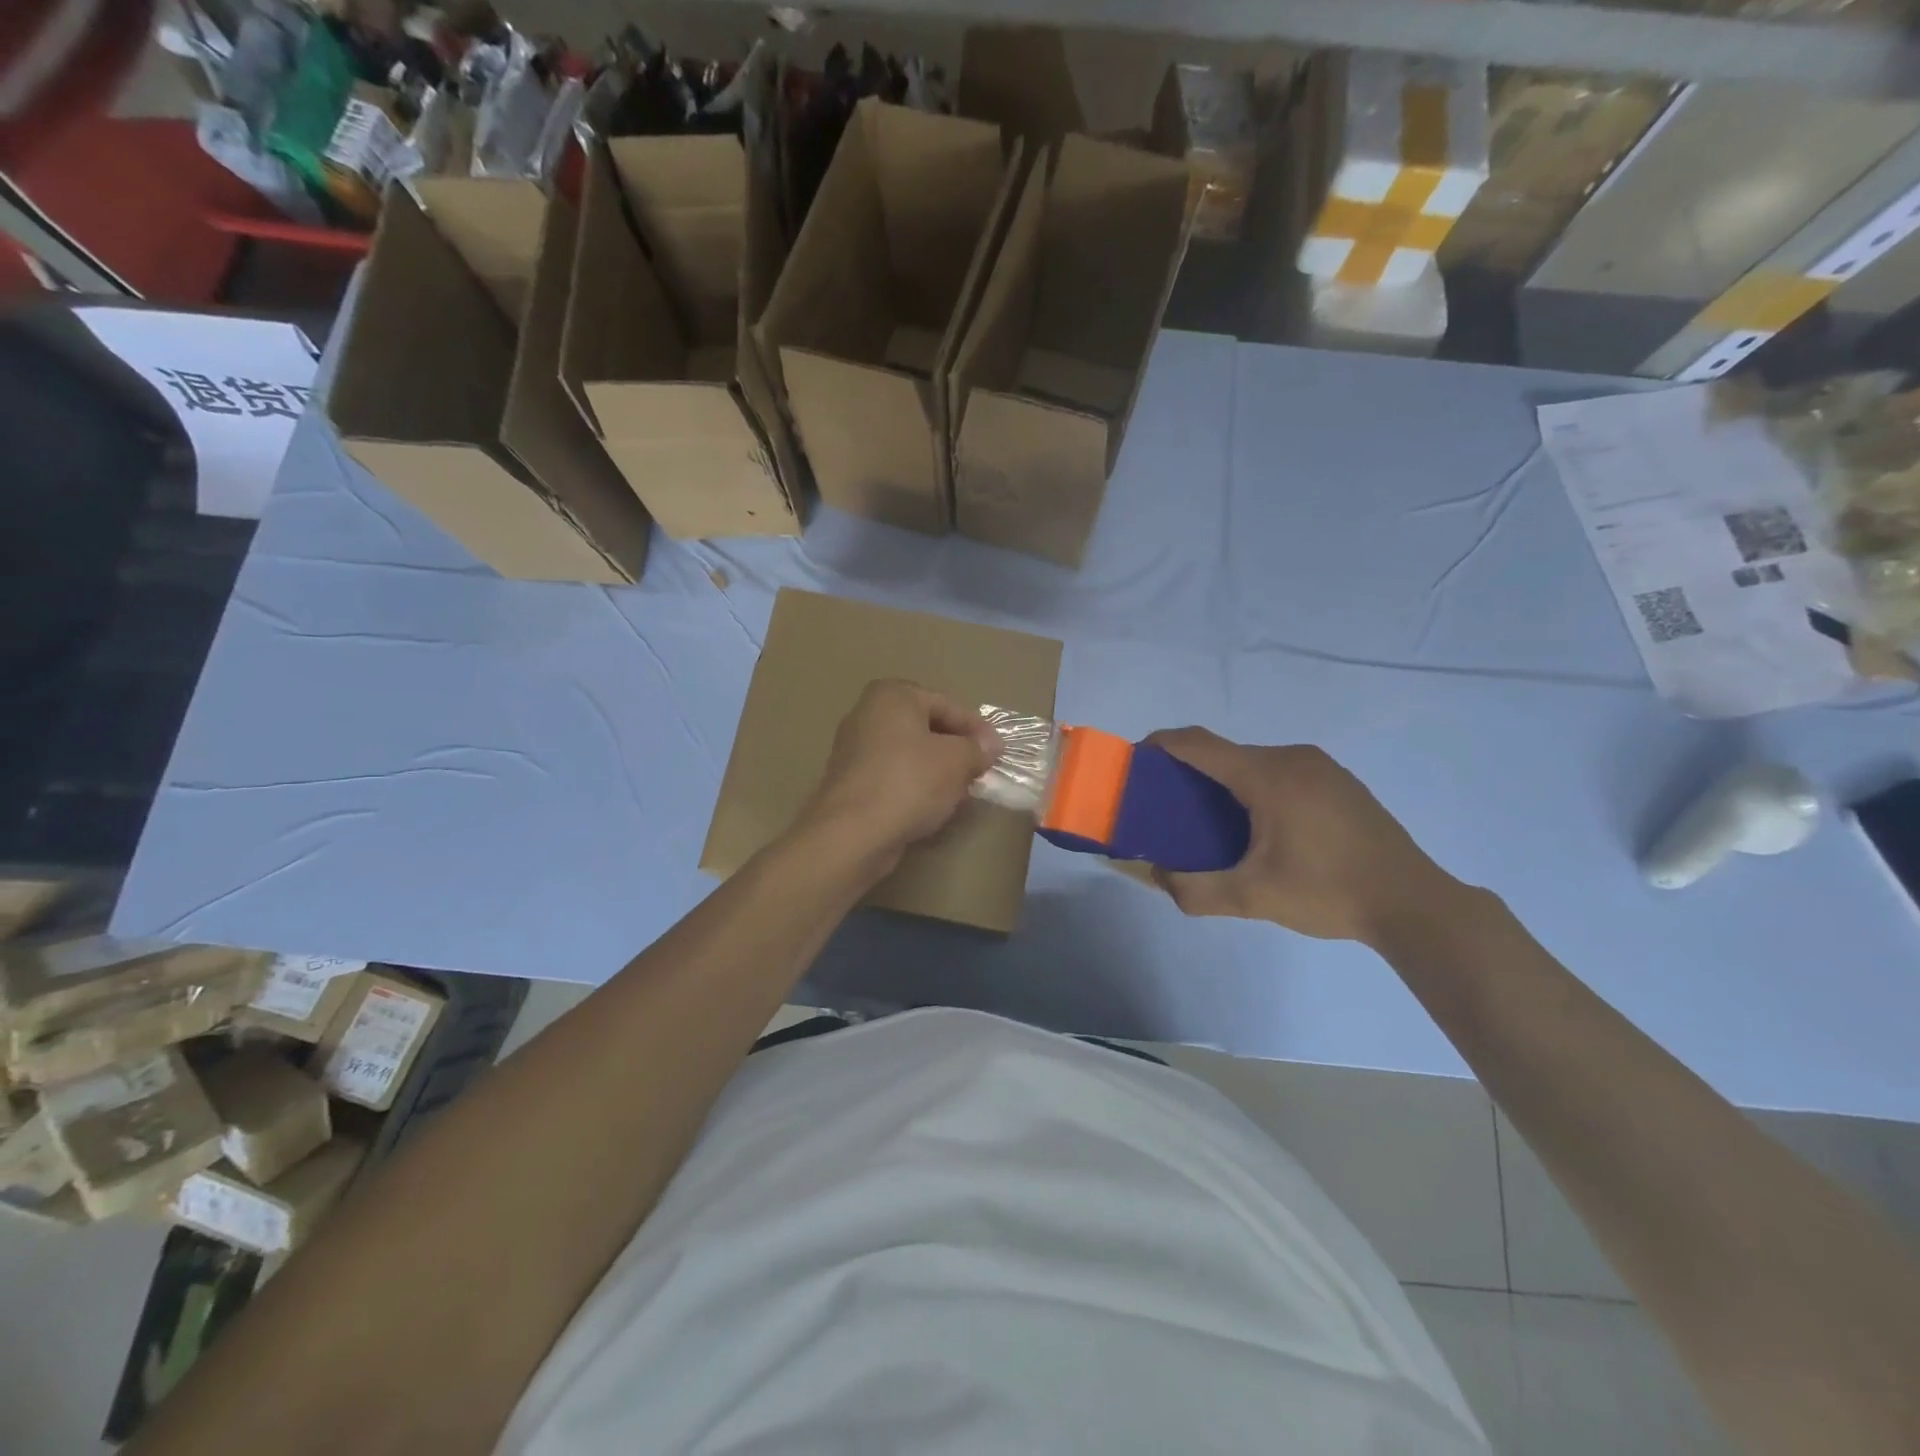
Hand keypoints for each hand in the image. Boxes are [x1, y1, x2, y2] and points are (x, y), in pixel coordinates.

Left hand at [798, 681, 998, 871]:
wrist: (853, 832)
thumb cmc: (910, 782)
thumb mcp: (957, 761)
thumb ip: (977, 748)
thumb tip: (990, 745)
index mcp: (892, 695)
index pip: (946, 705)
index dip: (976, 729)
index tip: (997, 752)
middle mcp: (867, 713)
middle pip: (926, 727)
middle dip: (956, 749)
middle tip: (980, 771)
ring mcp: (854, 748)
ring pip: (909, 753)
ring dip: (937, 770)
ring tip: (960, 792)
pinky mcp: (850, 781)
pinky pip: (893, 775)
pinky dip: (914, 785)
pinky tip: (931, 806)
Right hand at [1147, 729, 1461, 944]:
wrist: (1413, 903)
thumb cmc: (1328, 892)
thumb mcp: (1253, 898)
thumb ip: (1194, 889)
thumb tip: (1155, 877)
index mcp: (1267, 775)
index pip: (1199, 743)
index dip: (1161, 745)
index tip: (1135, 761)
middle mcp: (1292, 757)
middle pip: (1225, 753)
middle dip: (1190, 772)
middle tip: (1169, 808)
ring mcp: (1320, 766)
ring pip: (1254, 762)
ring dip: (1225, 782)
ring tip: (1211, 822)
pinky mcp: (1339, 781)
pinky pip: (1281, 771)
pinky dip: (1255, 787)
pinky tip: (1260, 826)